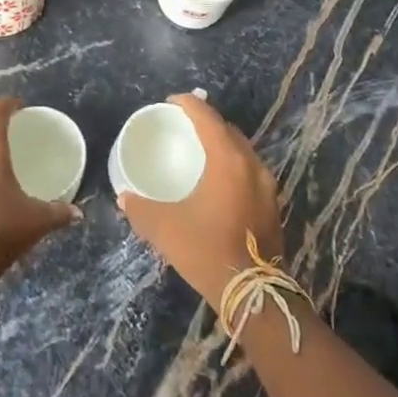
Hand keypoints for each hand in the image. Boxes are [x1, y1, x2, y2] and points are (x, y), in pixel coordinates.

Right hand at [118, 93, 282, 309]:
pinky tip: (219, 181)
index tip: (171, 101)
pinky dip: (233, 166)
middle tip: (185, 126)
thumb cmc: (206, 250)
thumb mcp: (164, 228)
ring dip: (223, 144)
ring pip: (243, 152)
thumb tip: (125, 199)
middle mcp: (252, 165)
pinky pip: (250, 172)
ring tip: (201, 150)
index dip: (189, 104)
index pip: (208, 118)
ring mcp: (267, 186)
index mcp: (228, 160)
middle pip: (229, 131)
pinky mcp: (272, 206)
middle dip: (207, 123)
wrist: (254, 294)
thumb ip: (140, 209)